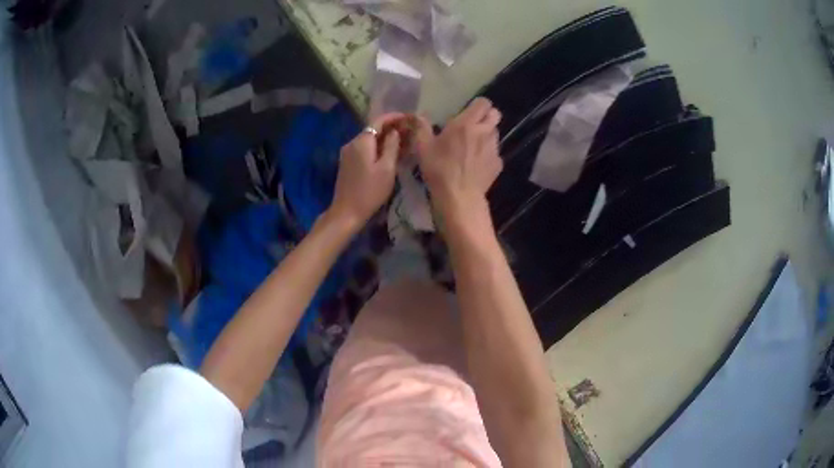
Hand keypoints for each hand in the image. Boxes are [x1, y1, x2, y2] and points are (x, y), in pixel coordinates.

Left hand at [329, 113, 404, 229]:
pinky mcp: (346, 163)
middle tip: (408, 131)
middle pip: (372, 129)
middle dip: (390, 128)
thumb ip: (392, 146)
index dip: (394, 117)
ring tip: (401, 142)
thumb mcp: (387, 169)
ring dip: (384, 139)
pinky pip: (364, 149)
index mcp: (362, 141)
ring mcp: (347, 153)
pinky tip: (387, 154)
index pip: (378, 121)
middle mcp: (352, 142)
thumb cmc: (370, 191)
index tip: (408, 118)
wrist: (347, 212)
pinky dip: (376, 148)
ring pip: (368, 139)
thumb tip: (395, 132)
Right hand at [415, 98, 502, 219]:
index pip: (483, 103)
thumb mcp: (423, 147)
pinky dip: (488, 154)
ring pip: (495, 133)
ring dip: (487, 135)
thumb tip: (420, 115)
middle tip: (474, 126)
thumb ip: (422, 127)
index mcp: (466, 123)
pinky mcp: (498, 163)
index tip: (469, 112)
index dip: (478, 105)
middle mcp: (484, 131)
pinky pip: (495, 152)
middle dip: (487, 116)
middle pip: (495, 114)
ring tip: (474, 147)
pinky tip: (477, 164)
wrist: (459, 197)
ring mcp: (494, 148)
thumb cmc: (439, 169)